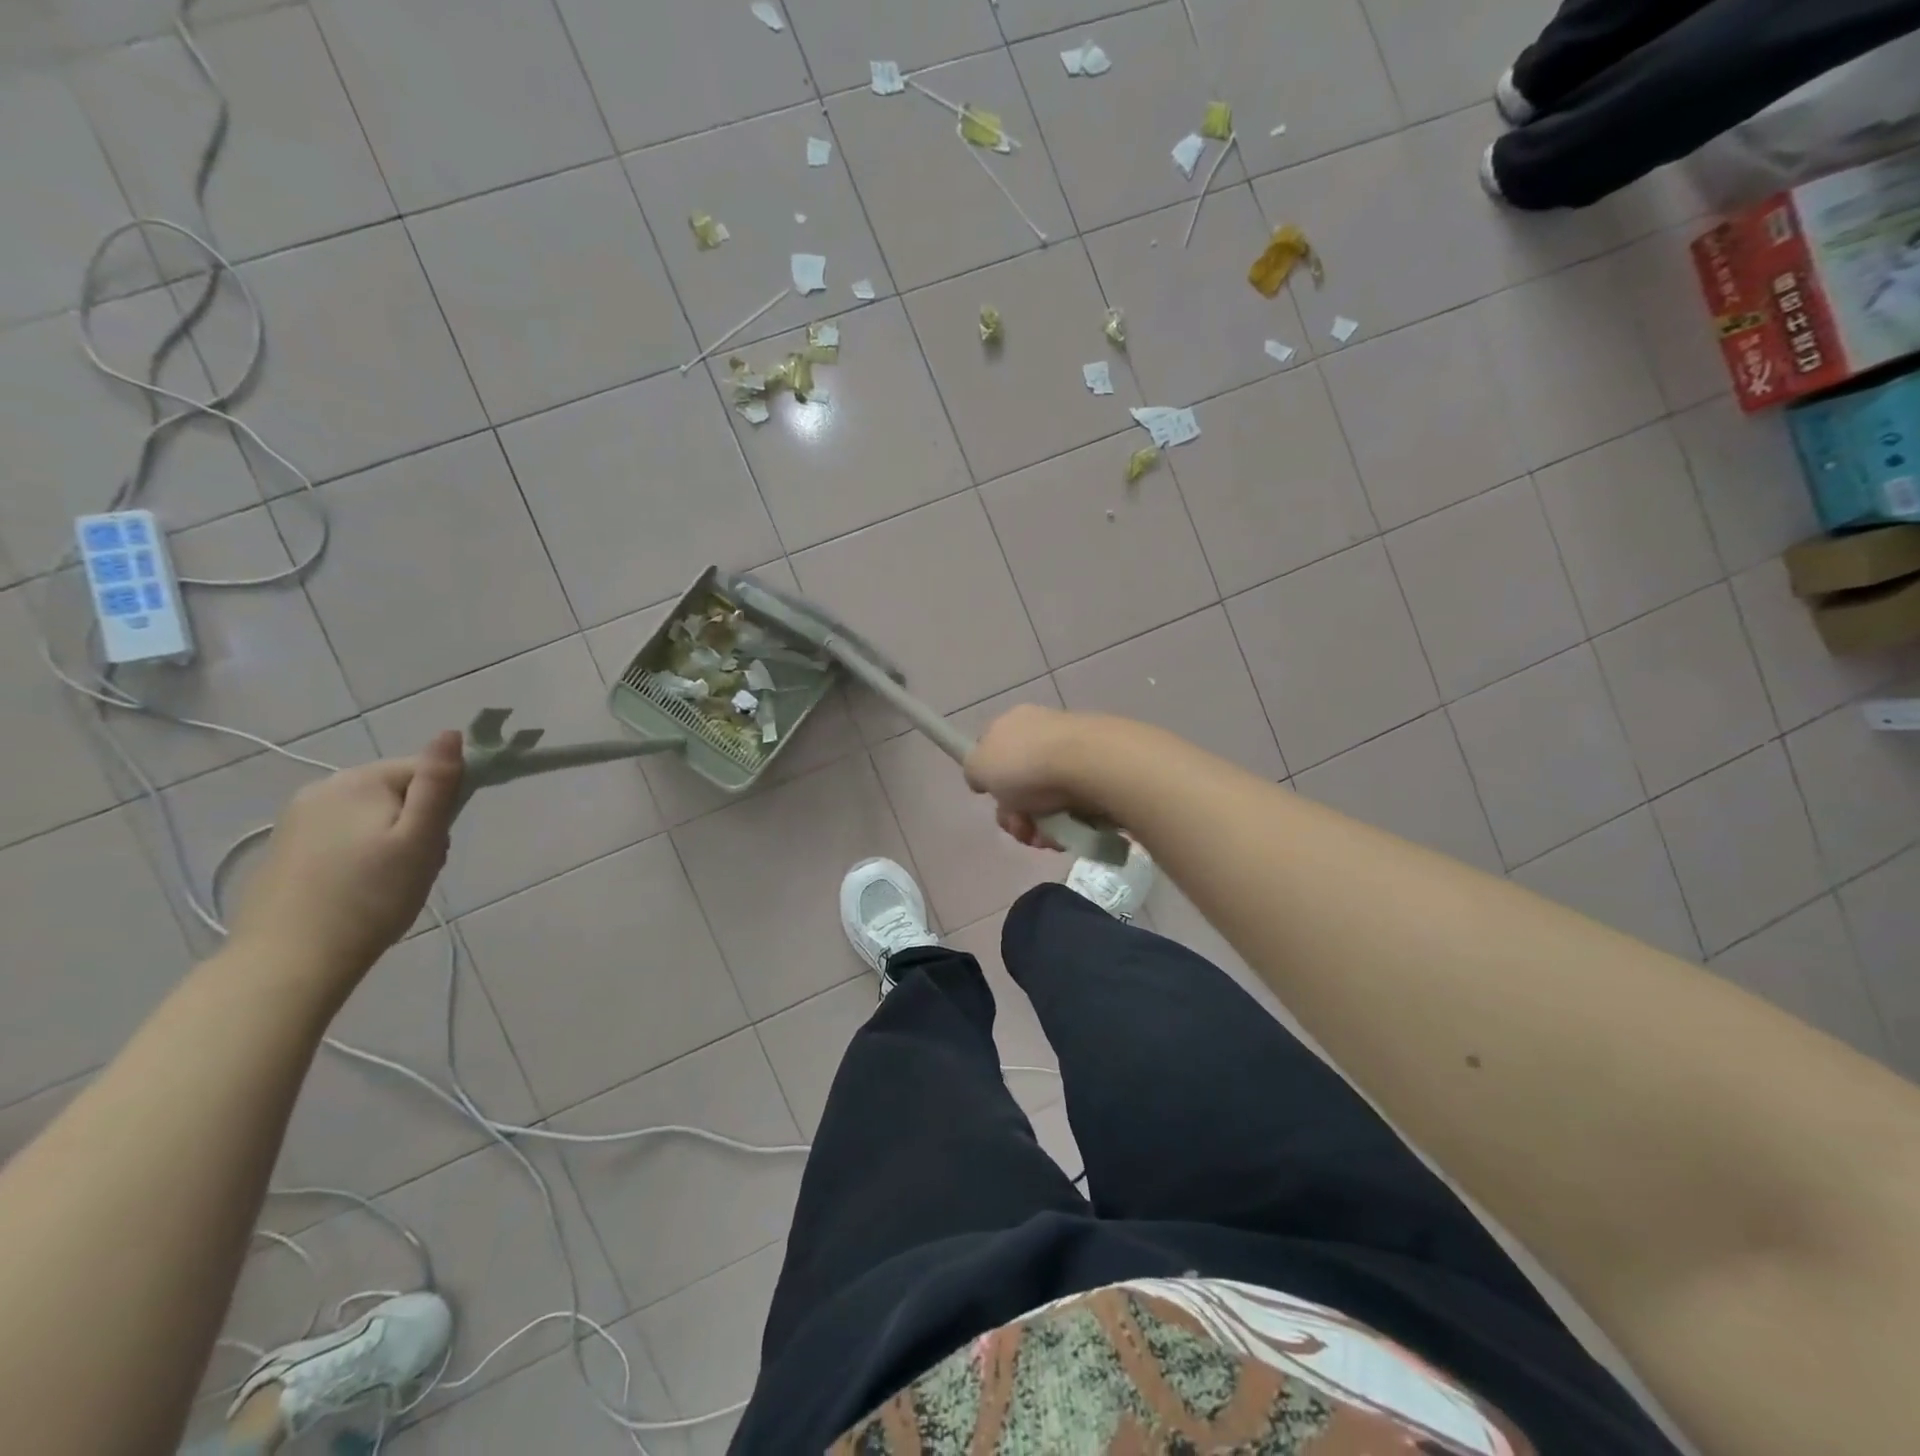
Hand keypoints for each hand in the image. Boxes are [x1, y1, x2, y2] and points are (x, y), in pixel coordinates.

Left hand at [227, 730, 465, 982]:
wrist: (290, 960)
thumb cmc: (371, 897)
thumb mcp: (421, 839)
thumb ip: (438, 784)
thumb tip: (452, 732)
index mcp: (359, 781)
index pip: (425, 770)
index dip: (445, 803)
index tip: (439, 842)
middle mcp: (322, 788)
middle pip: (399, 792)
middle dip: (418, 823)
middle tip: (419, 866)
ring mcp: (297, 817)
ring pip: (373, 815)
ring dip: (393, 840)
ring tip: (392, 880)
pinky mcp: (286, 846)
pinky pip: (344, 834)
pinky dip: (363, 854)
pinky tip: (361, 886)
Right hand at [964, 704, 1105, 849]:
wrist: (1091, 764)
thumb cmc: (1026, 763)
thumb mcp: (979, 765)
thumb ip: (974, 771)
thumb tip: (983, 778)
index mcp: (1014, 722)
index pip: (995, 752)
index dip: (991, 781)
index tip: (995, 800)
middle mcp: (1044, 733)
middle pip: (1020, 783)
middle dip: (1016, 814)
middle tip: (1020, 827)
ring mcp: (1075, 753)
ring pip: (1047, 800)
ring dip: (1041, 825)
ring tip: (1047, 837)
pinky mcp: (1100, 774)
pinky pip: (1075, 806)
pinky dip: (1068, 823)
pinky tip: (1068, 832)